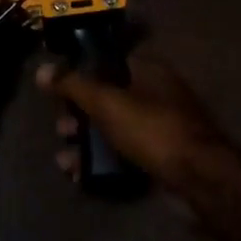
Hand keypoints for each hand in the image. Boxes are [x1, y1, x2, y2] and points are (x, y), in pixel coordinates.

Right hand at [35, 54, 239, 185]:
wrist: (199, 179)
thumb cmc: (151, 129)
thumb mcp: (106, 102)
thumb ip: (73, 85)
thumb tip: (42, 70)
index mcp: (148, 70)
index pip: (107, 61)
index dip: (80, 74)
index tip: (58, 91)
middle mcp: (156, 93)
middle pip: (107, 97)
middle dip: (79, 114)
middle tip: (62, 129)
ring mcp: (160, 127)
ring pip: (113, 129)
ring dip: (86, 143)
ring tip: (65, 160)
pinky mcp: (160, 157)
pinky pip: (123, 153)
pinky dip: (102, 161)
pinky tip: (80, 175)